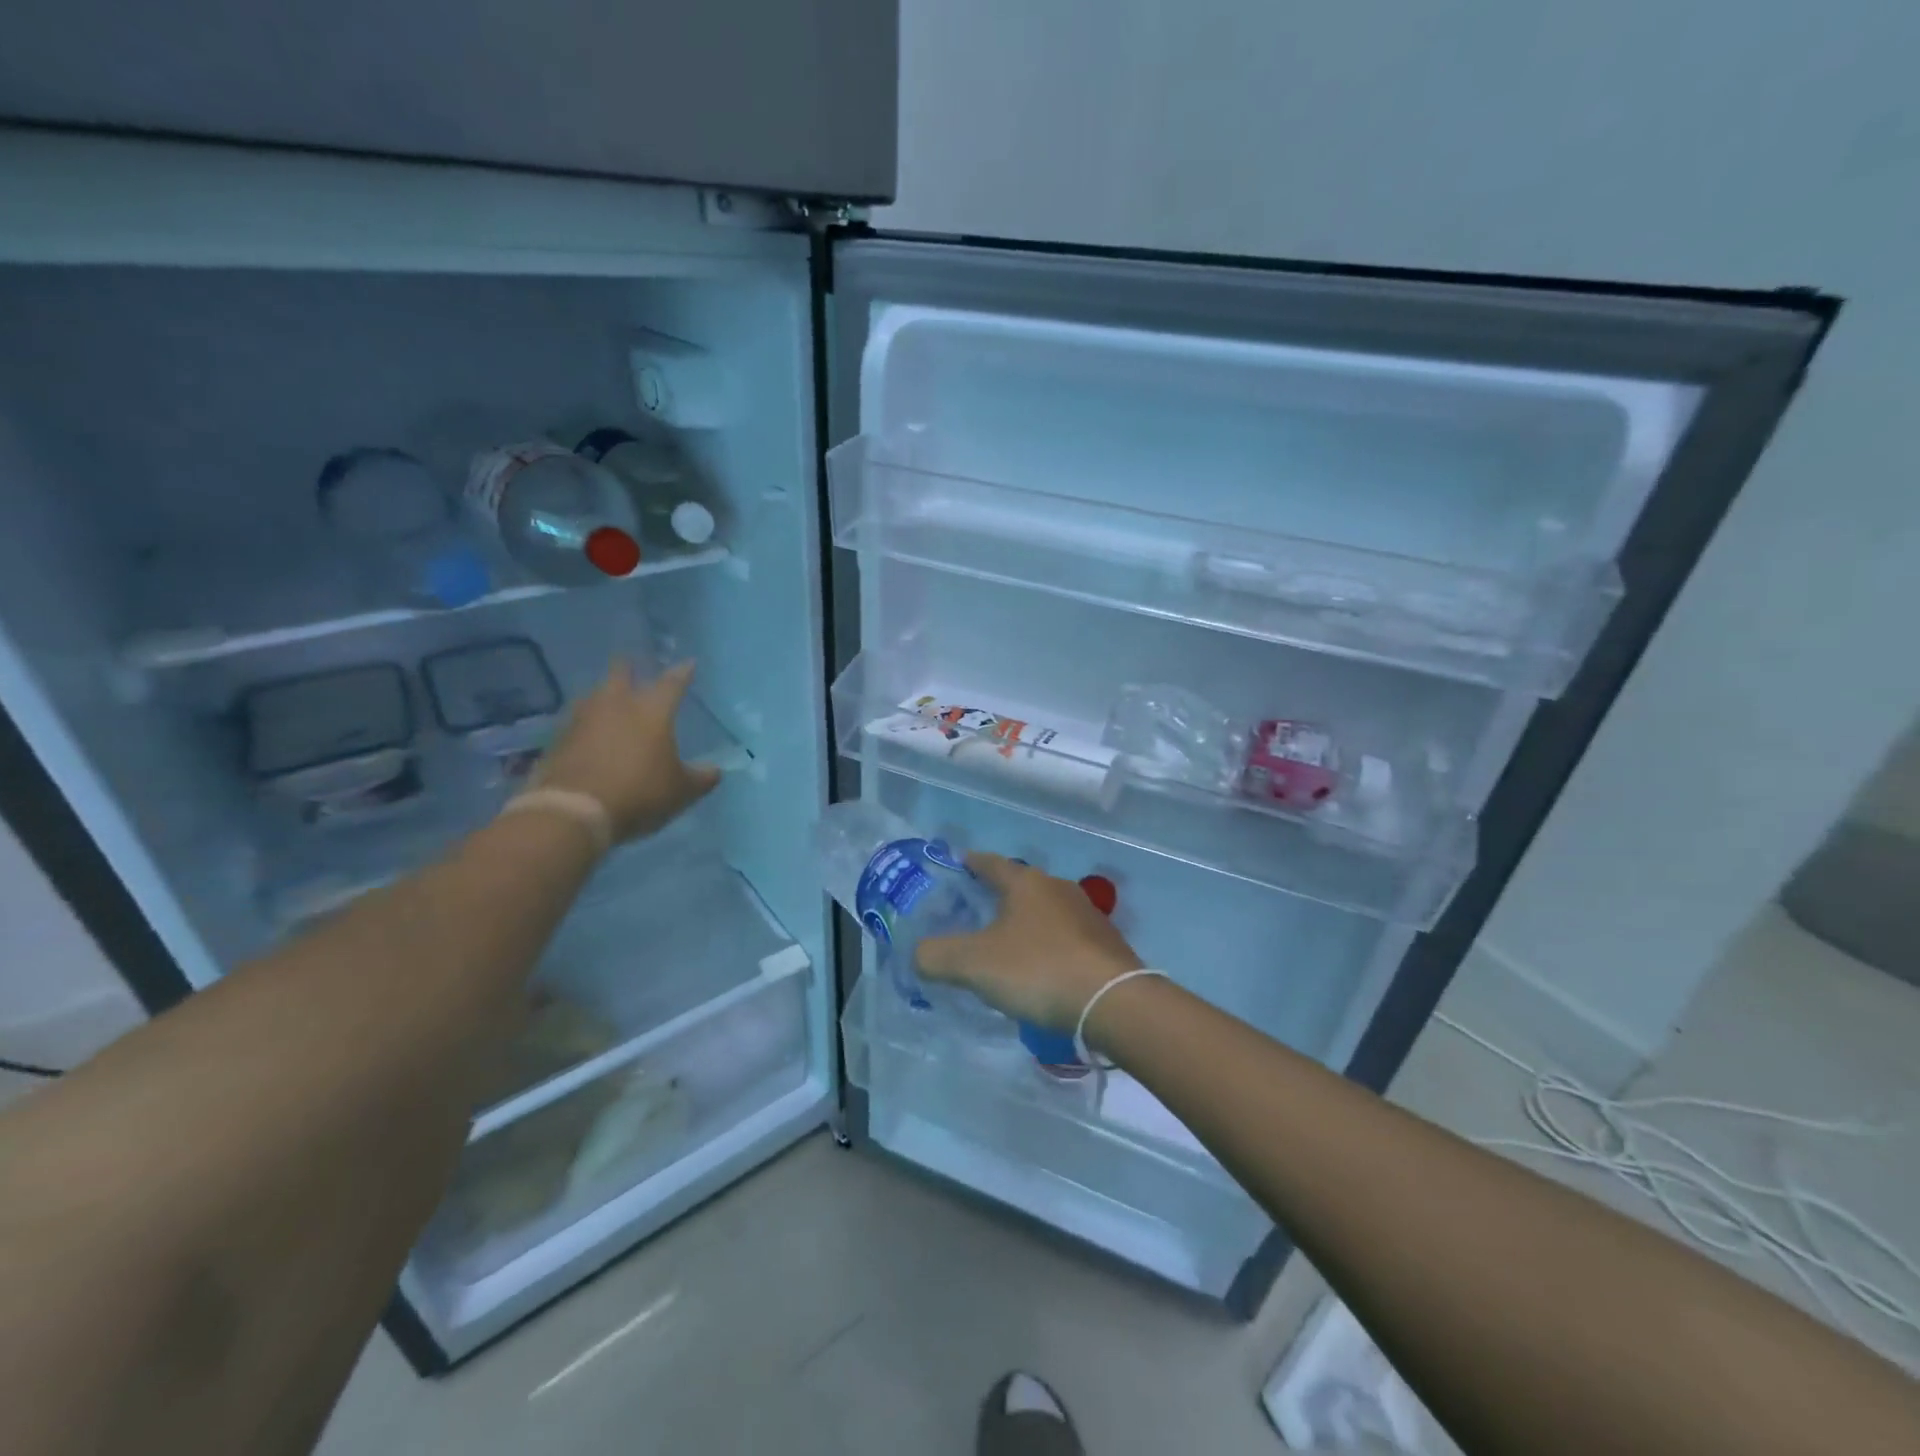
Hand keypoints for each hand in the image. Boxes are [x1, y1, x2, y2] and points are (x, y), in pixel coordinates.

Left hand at [535, 660, 721, 842]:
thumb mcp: (682, 791)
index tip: (690, 662)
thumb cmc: (639, 794)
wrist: (574, 812)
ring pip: (594, 694)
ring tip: (609, 698)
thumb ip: (701, 777)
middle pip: (621, 673)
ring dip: (603, 694)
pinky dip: (586, 722)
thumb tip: (715, 770)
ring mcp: (582, 719)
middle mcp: (616, 704)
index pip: (672, 683)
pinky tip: (589, 731)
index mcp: (652, 711)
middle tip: (632, 665)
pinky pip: (576, 721)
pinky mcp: (558, 738)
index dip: (683, 672)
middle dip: (628, 667)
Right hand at [915, 853, 1142, 1029]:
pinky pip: (1064, 938)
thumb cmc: (1038, 969)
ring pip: (1043, 912)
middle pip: (1018, 886)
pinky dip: (1045, 947)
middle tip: (971, 914)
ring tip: (1003, 946)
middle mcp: (1057, 889)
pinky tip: (1039, 971)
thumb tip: (919, 954)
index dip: (969, 863)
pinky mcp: (1105, 945)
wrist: (1114, 1002)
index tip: (955, 864)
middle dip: (995, 897)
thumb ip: (936, 956)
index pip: (989, 862)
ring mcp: (1086, 915)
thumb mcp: (974, 964)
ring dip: (1023, 924)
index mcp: (1026, 882)